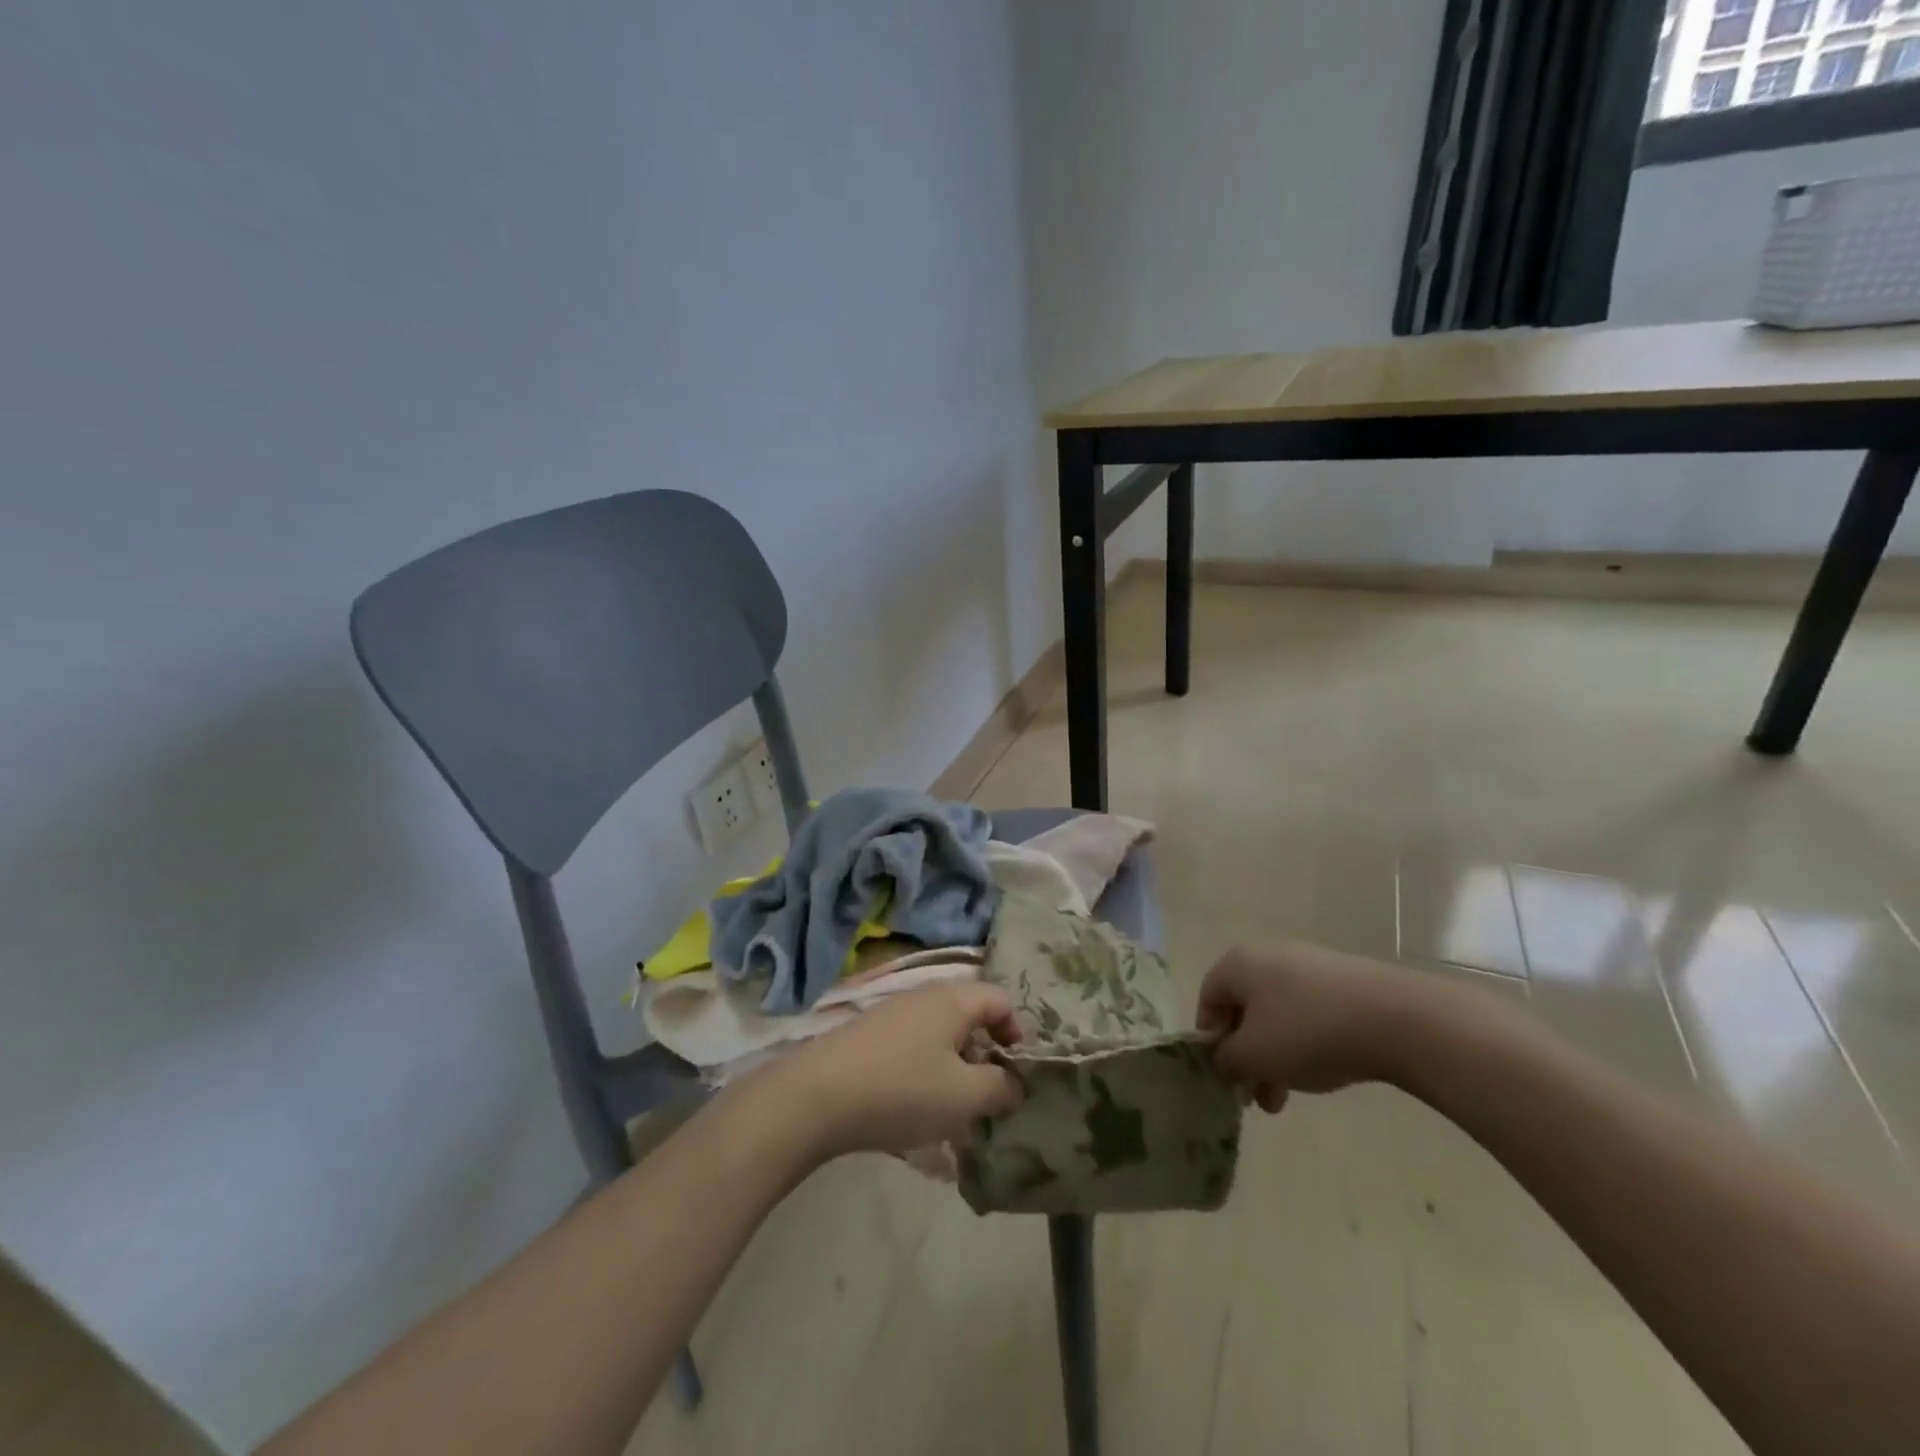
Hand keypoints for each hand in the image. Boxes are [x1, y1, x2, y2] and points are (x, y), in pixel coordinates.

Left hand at [766, 982, 1024, 1158]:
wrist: (815, 1097)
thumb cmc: (902, 1090)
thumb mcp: (964, 1096)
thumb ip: (1000, 1088)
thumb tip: (1013, 1084)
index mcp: (953, 1000)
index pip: (999, 999)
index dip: (1016, 1031)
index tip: (1016, 1071)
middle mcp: (923, 997)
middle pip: (968, 1016)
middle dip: (984, 1055)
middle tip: (987, 1095)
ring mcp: (892, 1015)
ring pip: (938, 1036)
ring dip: (953, 1070)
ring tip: (952, 1112)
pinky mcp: (868, 1038)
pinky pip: (911, 1050)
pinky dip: (923, 1075)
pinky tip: (913, 1112)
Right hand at [1198, 942, 1436, 1112]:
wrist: (1396, 1019)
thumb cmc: (1307, 1031)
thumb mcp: (1255, 1055)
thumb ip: (1226, 1060)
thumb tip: (1222, 1060)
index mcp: (1239, 963)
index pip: (1208, 998)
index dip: (1209, 1039)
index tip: (1223, 1075)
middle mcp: (1269, 956)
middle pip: (1244, 1010)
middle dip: (1246, 1057)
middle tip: (1254, 1097)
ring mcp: (1311, 967)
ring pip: (1278, 1017)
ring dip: (1274, 1059)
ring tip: (1286, 1100)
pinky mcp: (1344, 983)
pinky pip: (1309, 1015)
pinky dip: (1305, 1045)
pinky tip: (1322, 1073)